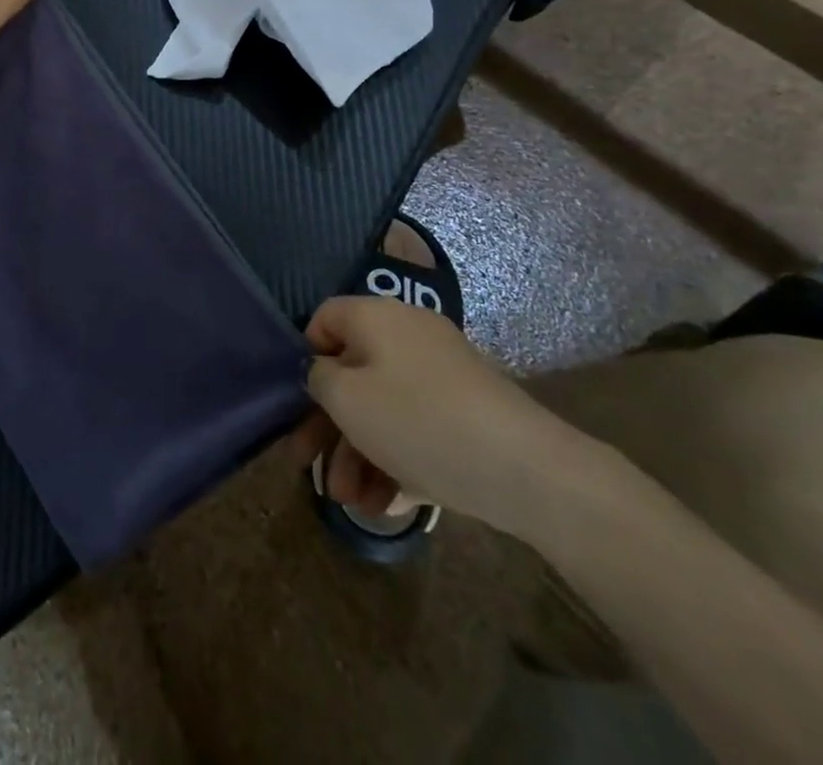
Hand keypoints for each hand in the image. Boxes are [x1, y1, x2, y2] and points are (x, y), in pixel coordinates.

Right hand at [294, 297, 594, 536]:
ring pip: (382, 407)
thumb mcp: (347, 399)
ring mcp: (441, 374)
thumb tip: (320, 371)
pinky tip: (385, 505)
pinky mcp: (466, 412)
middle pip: (351, 372)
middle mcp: (408, 334)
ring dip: (358, 453)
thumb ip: (318, 378)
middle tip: (307, 465)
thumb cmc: (418, 420)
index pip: (325, 319)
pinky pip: (415, 427)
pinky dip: (395, 459)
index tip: (295, 400)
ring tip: (351, 504)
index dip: (304, 356)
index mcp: (376, 317)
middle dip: (327, 424)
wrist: (526, 469)